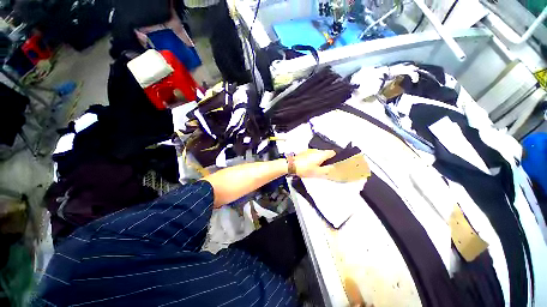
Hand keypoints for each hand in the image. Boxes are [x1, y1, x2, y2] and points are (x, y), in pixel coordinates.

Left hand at [293, 149, 335, 177]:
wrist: (291, 165)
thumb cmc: (305, 169)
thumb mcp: (317, 172)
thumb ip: (327, 170)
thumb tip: (333, 168)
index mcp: (321, 154)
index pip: (333, 152)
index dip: (335, 158)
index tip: (333, 164)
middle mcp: (317, 150)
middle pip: (325, 153)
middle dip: (326, 159)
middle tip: (324, 167)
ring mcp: (310, 150)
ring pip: (318, 154)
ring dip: (319, 159)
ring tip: (316, 167)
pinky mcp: (304, 152)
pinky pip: (312, 154)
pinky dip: (313, 158)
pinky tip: (309, 164)